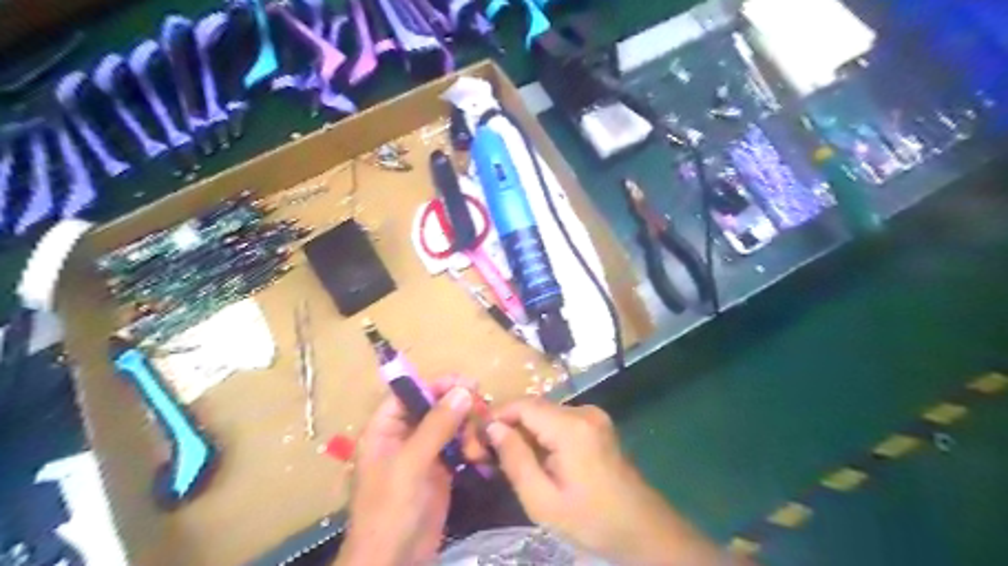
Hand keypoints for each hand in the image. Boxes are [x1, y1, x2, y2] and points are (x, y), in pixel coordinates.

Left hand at [338, 381, 476, 565]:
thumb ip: (436, 426)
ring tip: (477, 445)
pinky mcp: (441, 470)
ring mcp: (423, 453)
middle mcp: (404, 436)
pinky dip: (471, 447)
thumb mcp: (411, 464)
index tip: (465, 381)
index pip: (408, 393)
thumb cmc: (390, 509)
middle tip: (481, 409)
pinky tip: (480, 456)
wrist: (394, 561)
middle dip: (457, 407)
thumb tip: (463, 390)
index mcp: (385, 430)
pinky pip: (458, 447)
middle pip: (433, 407)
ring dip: (467, 429)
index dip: (435, 384)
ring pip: (450, 425)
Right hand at [487, 397, 725, 565]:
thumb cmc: (591, 520)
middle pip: (533, 408)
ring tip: (505, 459)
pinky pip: (559, 421)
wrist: (643, 529)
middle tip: (484, 454)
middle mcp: (583, 411)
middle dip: (506, 427)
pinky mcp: (596, 424)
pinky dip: (541, 434)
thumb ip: (515, 459)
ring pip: (544, 414)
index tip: (476, 440)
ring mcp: (593, 415)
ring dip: (523, 431)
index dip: (495, 416)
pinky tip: (533, 458)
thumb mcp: (543, 500)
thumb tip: (492, 427)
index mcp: (572, 427)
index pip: (522, 405)